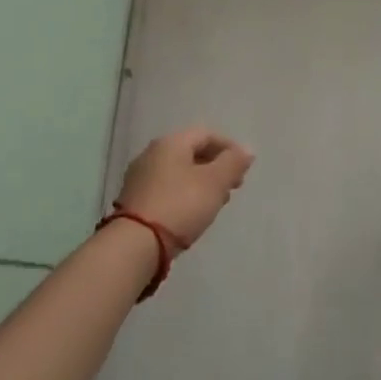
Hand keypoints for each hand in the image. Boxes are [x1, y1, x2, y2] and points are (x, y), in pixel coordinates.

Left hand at [114, 127, 253, 247]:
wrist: (134, 245)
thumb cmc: (180, 205)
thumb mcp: (215, 182)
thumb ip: (233, 163)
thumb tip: (247, 150)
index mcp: (171, 142)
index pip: (206, 134)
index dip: (229, 148)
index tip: (244, 169)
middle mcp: (152, 153)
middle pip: (191, 152)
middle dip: (215, 166)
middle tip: (232, 187)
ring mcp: (139, 177)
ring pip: (179, 172)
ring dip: (200, 182)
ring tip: (215, 203)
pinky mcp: (134, 201)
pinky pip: (166, 189)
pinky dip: (184, 195)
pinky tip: (192, 214)